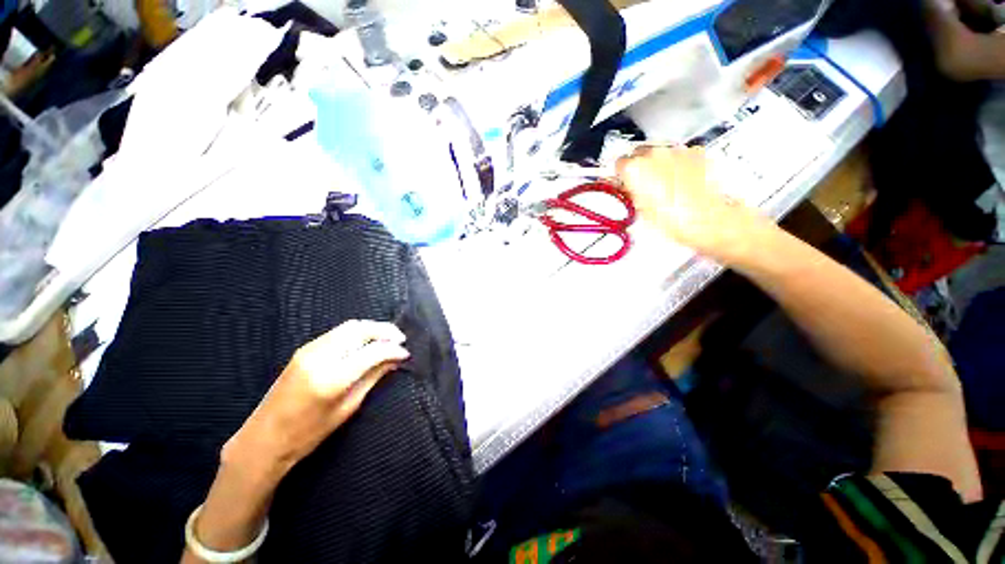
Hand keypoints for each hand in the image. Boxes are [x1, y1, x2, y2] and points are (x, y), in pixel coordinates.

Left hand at [224, 320, 409, 477]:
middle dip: (385, 330)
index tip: (406, 353)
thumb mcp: (348, 408)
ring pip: (350, 326)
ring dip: (372, 329)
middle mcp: (320, 356)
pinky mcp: (305, 348)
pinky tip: (367, 342)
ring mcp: (309, 349)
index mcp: (332, 378)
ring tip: (388, 339)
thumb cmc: (308, 434)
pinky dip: (358, 332)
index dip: (393, 349)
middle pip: (360, 329)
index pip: (372, 351)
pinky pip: (338, 332)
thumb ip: (373, 378)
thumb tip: (396, 360)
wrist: (264, 439)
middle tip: (401, 339)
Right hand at [616, 145, 770, 263]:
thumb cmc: (670, 219)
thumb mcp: (640, 209)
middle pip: (639, 152)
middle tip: (644, 183)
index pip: (620, 163)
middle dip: (640, 165)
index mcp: (635, 168)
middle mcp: (654, 153)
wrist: (706, 219)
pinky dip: (678, 163)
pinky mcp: (695, 152)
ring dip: (658, 163)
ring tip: (665, 183)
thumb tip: (629, 186)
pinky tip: (682, 179)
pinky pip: (679, 154)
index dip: (623, 174)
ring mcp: (676, 150)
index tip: (626, 182)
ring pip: (660, 152)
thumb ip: (631, 192)